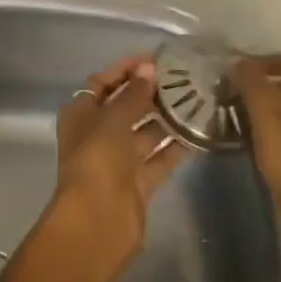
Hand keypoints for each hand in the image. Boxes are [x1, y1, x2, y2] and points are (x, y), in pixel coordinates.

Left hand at [6, 57, 189, 281]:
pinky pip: (159, 158)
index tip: (156, 59)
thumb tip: (149, 70)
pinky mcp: (138, 183)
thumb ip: (134, 94)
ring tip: (198, 98)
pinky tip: (199, 129)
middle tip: (184, 78)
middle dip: (151, 92)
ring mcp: (118, 160)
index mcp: (81, 114)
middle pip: (126, 106)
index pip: (104, 82)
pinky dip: (176, 146)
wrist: (97, 222)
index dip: (127, 69)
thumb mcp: (114, 118)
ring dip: (167, 118)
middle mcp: (98, 134)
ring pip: (145, 132)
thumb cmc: (97, 159)